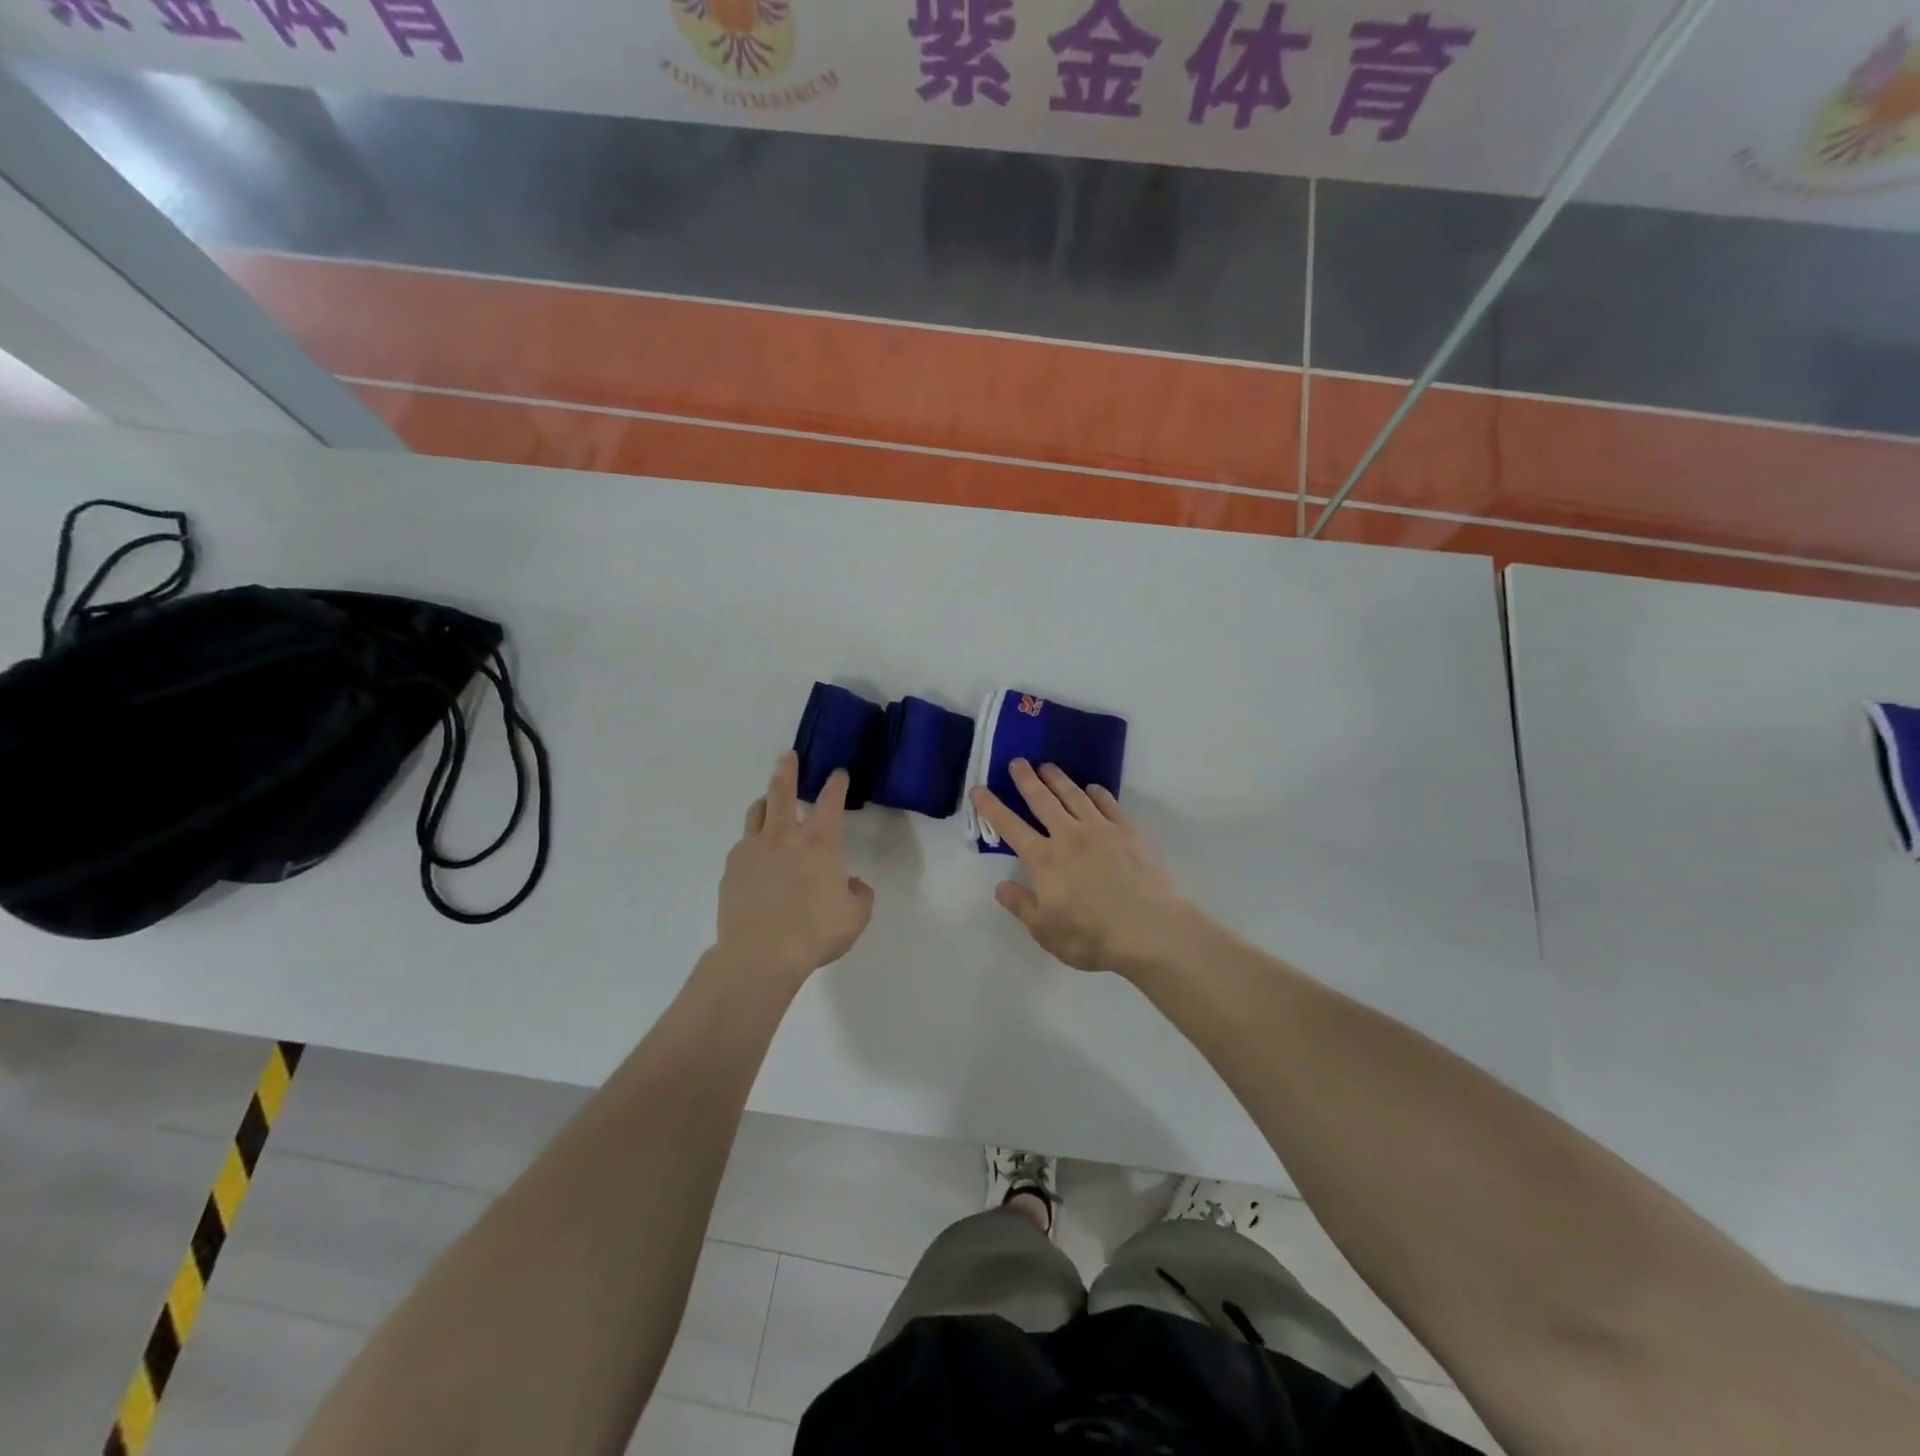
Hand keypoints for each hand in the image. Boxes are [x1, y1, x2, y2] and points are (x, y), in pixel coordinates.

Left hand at [716, 752, 874, 984]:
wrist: (760, 953)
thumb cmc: (815, 932)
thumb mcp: (855, 917)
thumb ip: (859, 895)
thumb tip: (852, 884)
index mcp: (820, 844)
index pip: (831, 803)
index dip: (836, 785)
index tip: (838, 773)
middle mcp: (785, 837)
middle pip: (783, 792)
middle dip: (787, 771)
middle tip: (788, 756)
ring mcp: (753, 850)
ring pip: (757, 812)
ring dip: (765, 801)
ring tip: (767, 800)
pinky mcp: (732, 869)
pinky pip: (742, 845)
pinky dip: (752, 842)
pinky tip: (754, 855)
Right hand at [971, 760, 1192, 975]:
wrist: (1148, 929)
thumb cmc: (1090, 936)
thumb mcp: (1045, 931)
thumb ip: (1021, 905)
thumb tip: (1000, 886)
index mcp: (1043, 859)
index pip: (1010, 826)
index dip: (991, 807)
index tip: (978, 789)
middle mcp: (1068, 836)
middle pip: (1042, 800)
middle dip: (1026, 779)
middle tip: (1017, 761)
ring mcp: (1100, 830)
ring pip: (1074, 796)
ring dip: (1058, 779)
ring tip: (1048, 766)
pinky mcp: (1127, 833)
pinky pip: (1108, 805)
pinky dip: (1098, 793)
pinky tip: (1093, 788)